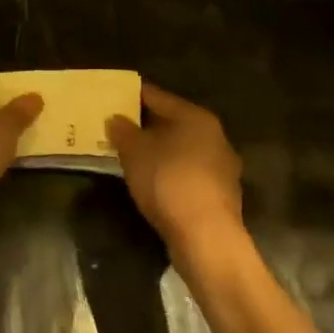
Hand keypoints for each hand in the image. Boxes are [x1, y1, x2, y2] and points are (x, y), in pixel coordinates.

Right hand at [107, 83, 244, 262]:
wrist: (206, 237)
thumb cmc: (168, 181)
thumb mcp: (135, 152)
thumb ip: (123, 131)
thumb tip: (116, 119)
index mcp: (196, 117)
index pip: (158, 97)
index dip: (133, 95)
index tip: (112, 96)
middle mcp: (214, 136)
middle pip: (172, 123)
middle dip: (145, 125)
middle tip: (116, 127)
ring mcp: (221, 167)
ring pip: (181, 149)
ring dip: (157, 151)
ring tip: (129, 156)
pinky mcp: (220, 195)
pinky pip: (187, 173)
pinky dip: (168, 173)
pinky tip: (151, 182)